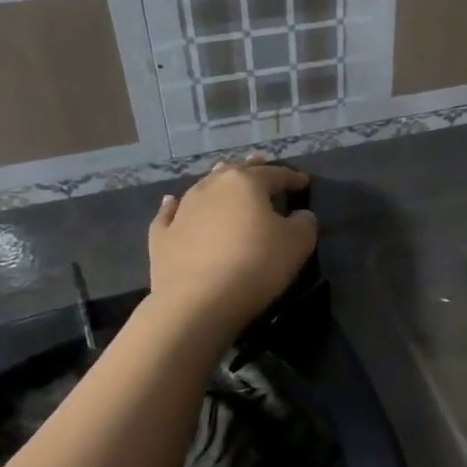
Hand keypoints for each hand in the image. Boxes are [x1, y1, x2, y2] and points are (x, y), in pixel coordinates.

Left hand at [148, 158, 316, 334]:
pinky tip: (172, 202)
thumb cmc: (256, 265)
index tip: (304, 182)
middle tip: (261, 164)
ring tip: (225, 182)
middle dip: (251, 169)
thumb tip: (299, 215)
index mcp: (245, 183)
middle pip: (234, 172)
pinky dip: (175, 207)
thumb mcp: (298, 243)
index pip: (275, 174)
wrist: (199, 302)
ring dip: (217, 184)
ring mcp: (182, 210)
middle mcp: (211, 187)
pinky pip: (170, 214)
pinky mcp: (162, 236)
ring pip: (203, 187)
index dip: (292, 177)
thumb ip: (304, 222)